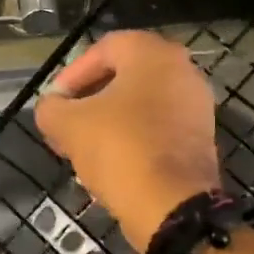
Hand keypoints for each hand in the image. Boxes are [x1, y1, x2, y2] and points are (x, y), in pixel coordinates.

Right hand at [34, 30, 221, 250]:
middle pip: (124, 76)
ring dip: (109, 121)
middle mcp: (182, 70)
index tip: (54, 103)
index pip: (103, 50)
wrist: (172, 204)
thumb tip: (52, 107)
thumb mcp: (68, 125)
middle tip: (66, 124)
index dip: (72, 75)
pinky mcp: (201, 137)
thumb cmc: (120, 148)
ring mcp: (196, 104)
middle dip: (90, 100)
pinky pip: (158, 127)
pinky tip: (112, 162)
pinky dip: (134, 137)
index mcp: (153, 53)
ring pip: (141, 104)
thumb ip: (51, 108)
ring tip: (83, 146)